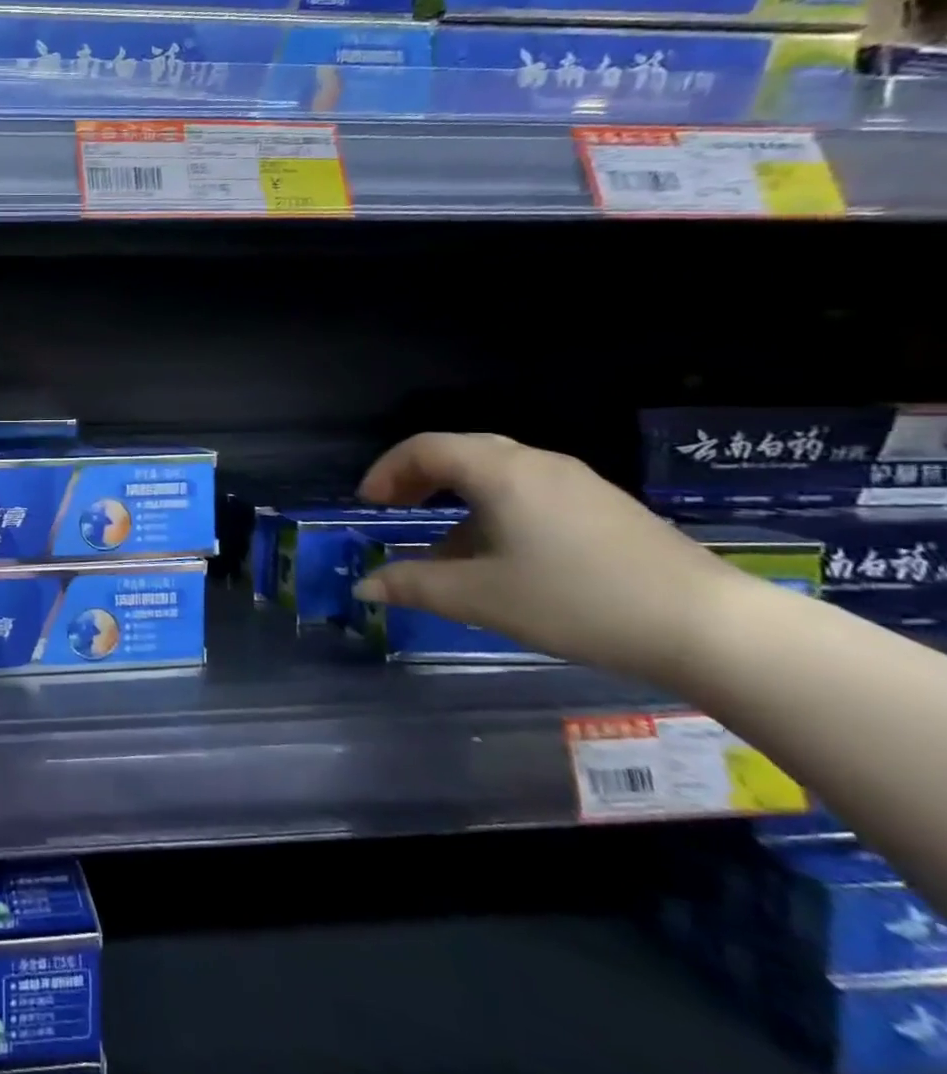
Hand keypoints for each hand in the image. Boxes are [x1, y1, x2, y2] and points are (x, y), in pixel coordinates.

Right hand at [351, 433, 747, 678]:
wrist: (709, 626)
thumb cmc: (578, 601)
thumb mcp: (481, 598)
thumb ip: (414, 586)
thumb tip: (365, 586)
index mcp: (501, 472)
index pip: (425, 448)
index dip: (386, 471)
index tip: (369, 506)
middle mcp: (536, 463)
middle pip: (459, 452)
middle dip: (417, 479)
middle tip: (393, 511)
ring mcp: (575, 482)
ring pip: (495, 474)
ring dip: (454, 499)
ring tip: (441, 547)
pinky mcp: (601, 507)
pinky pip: (526, 492)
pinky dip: (491, 511)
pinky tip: (499, 558)